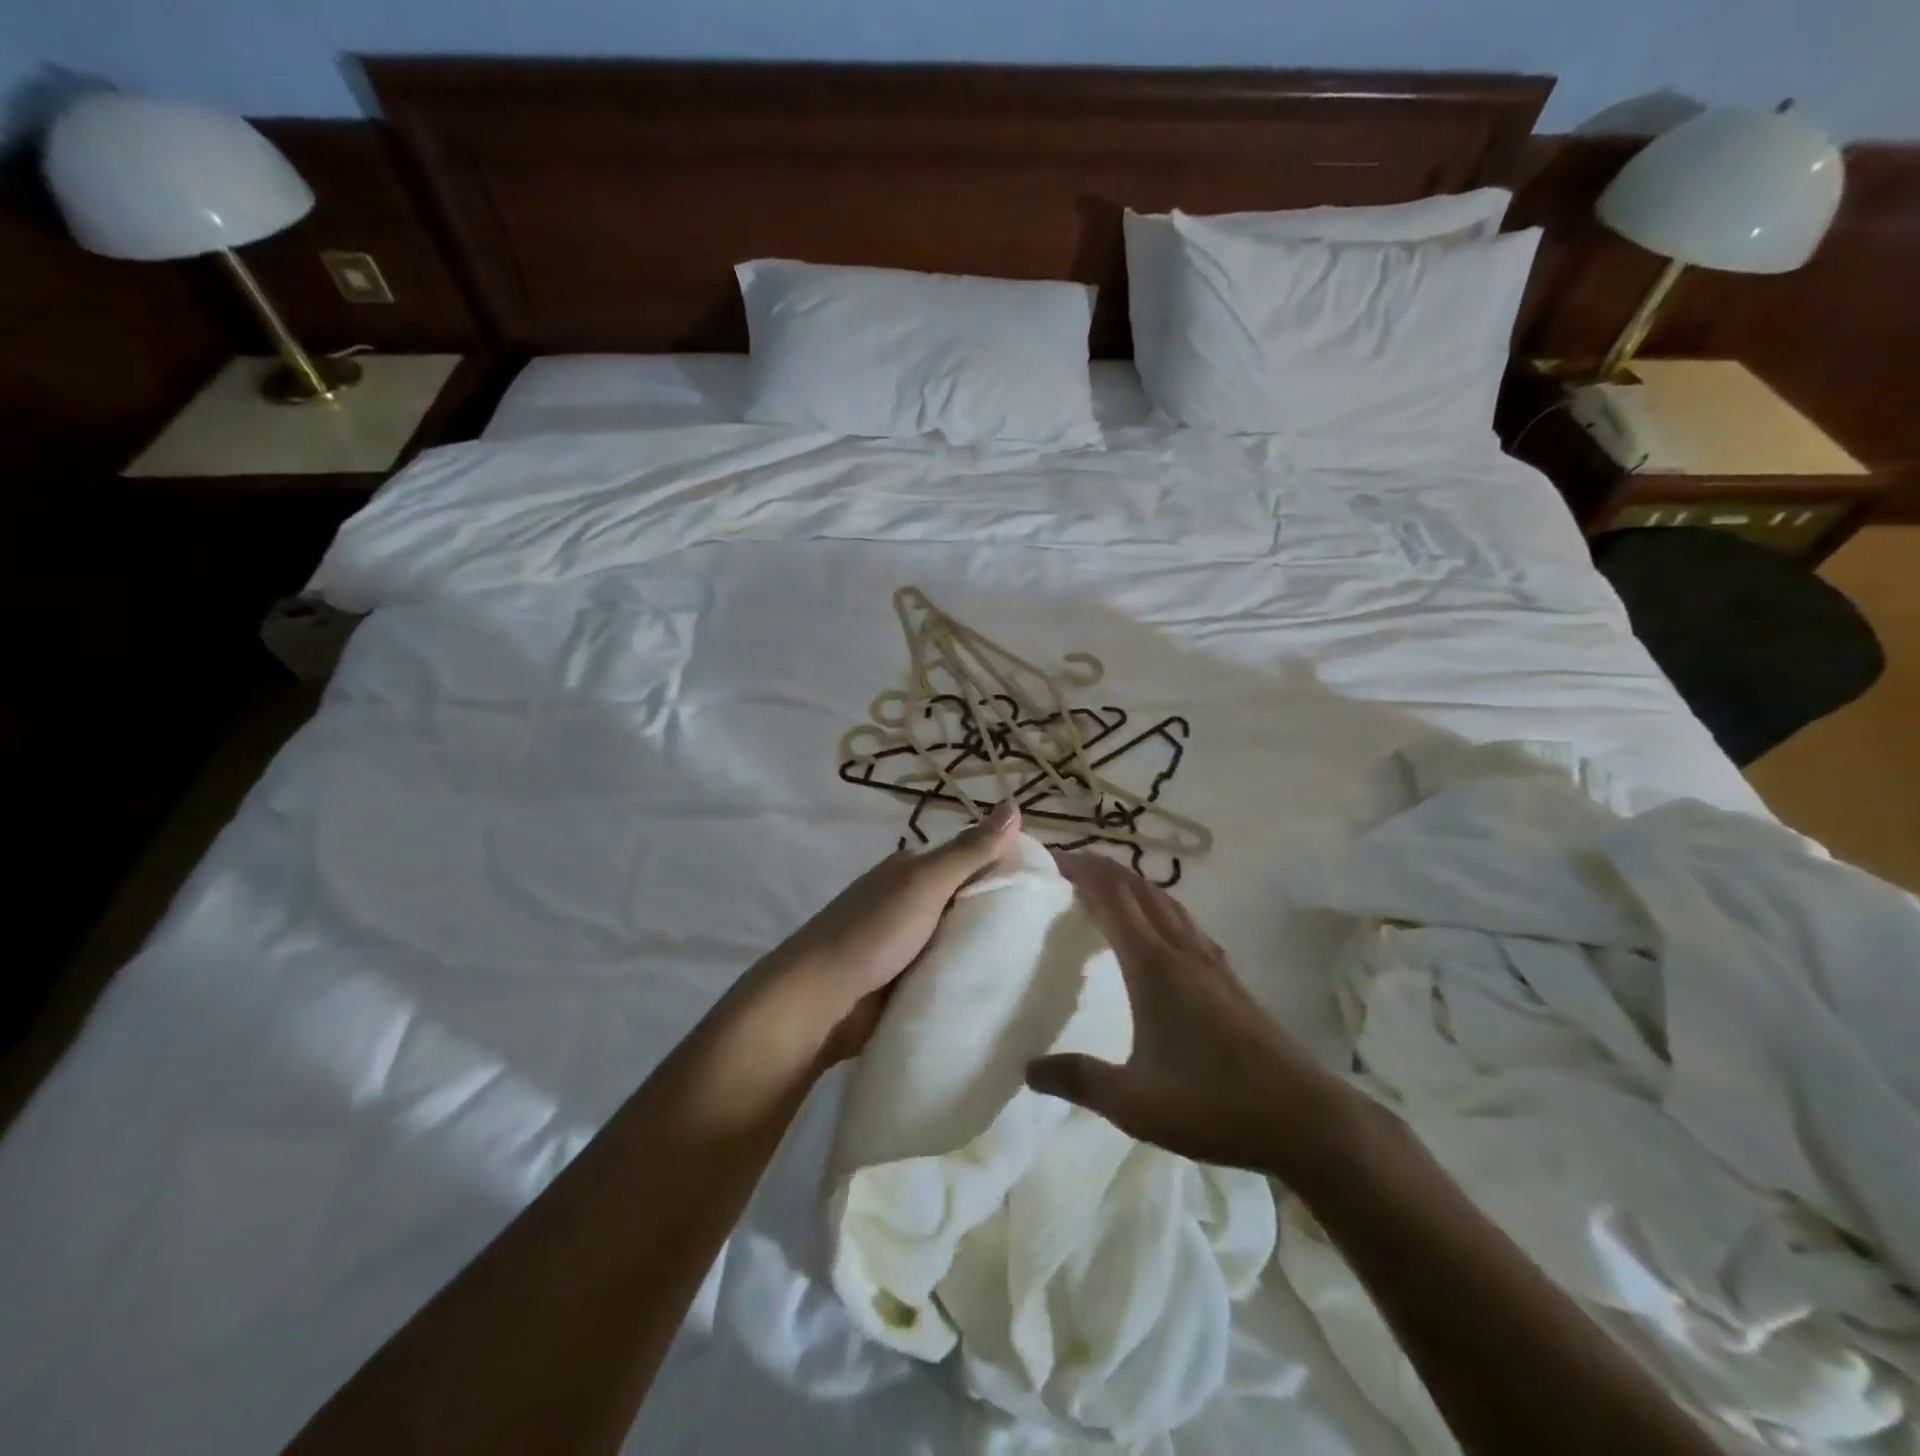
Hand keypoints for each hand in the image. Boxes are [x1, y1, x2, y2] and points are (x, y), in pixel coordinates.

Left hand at [754, 801, 1023, 1064]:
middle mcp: (909, 900)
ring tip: (1037, 964)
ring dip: (985, 949)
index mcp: (912, 870)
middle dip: (1000, 913)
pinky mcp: (904, 980)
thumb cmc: (873, 931)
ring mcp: (905, 943)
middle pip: (966, 900)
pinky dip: (965, 976)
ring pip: (958, 938)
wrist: (819, 1000)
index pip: (971, 858)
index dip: (1006, 868)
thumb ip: (970, 850)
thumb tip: (1013, 803)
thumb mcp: (926, 883)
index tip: (1047, 890)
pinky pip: (945, 971)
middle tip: (1051, 933)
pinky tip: (999, 987)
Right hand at [1025, 852, 1356, 1176]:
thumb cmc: (1213, 1104)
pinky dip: (1159, 908)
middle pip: (1138, 888)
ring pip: (1166, 902)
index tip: (1053, 856)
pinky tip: (1160, 932)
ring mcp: (1211, 962)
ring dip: (1132, 884)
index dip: (1081, 870)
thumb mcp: (1134, 1102)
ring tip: (1107, 888)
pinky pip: (1186, 923)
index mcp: (1153, 966)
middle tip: (1070, 864)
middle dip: (1103, 867)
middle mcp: (1181, 950)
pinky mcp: (1230, 979)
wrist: (1304, 1118)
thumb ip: (1078, 1080)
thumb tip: (1027, 1068)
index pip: (1111, 897)